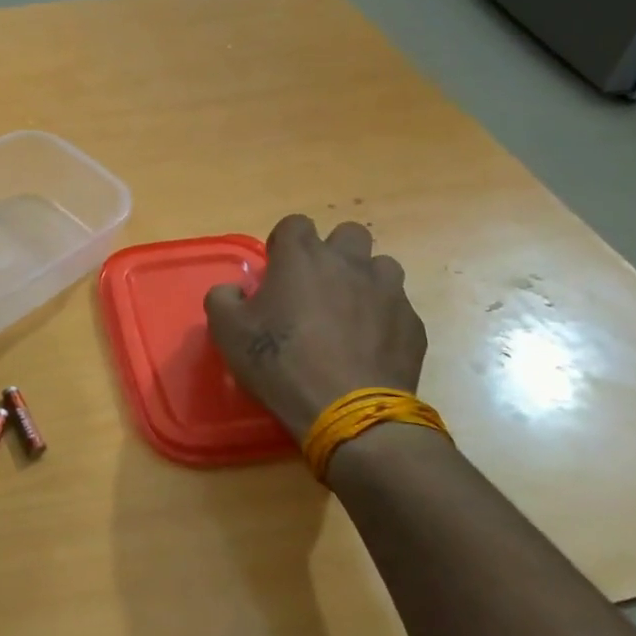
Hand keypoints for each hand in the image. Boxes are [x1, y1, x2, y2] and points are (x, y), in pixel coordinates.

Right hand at [205, 217, 426, 440]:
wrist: (347, 411)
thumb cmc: (280, 363)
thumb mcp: (227, 332)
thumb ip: (222, 299)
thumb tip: (232, 291)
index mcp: (302, 257)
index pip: (295, 223)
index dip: (284, 244)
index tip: (276, 271)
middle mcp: (349, 263)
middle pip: (349, 234)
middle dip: (333, 253)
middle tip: (316, 287)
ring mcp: (388, 292)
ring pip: (381, 267)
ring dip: (364, 282)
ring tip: (348, 314)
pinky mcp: (412, 324)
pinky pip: (398, 308)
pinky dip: (383, 319)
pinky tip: (368, 348)